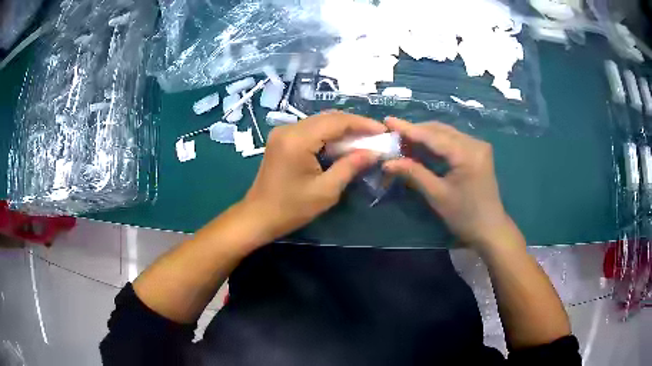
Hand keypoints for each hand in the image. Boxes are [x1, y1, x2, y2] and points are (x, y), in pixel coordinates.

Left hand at [240, 111, 385, 240]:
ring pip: (319, 122)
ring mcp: (282, 132)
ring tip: (363, 140)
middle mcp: (288, 129)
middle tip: (375, 136)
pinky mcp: (281, 139)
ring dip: (342, 129)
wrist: (258, 216)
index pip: (336, 121)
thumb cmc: (291, 208)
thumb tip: (374, 152)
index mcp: (298, 140)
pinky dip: (328, 134)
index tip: (383, 130)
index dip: (362, 124)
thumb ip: (350, 166)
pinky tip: (341, 144)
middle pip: (328, 117)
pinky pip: (310, 129)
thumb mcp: (326, 191)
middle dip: (354, 125)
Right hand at [382, 117, 511, 249]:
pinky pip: (453, 141)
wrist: (490, 229)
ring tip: (403, 141)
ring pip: (446, 134)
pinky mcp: (478, 152)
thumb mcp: (437, 195)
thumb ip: (413, 173)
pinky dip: (436, 143)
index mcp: (467, 153)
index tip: (387, 121)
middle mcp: (474, 143)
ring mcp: (478, 146)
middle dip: (416, 131)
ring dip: (425, 136)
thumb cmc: (464, 216)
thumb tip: (387, 162)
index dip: (408, 129)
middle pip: (440, 130)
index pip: (433, 136)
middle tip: (393, 135)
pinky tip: (422, 147)